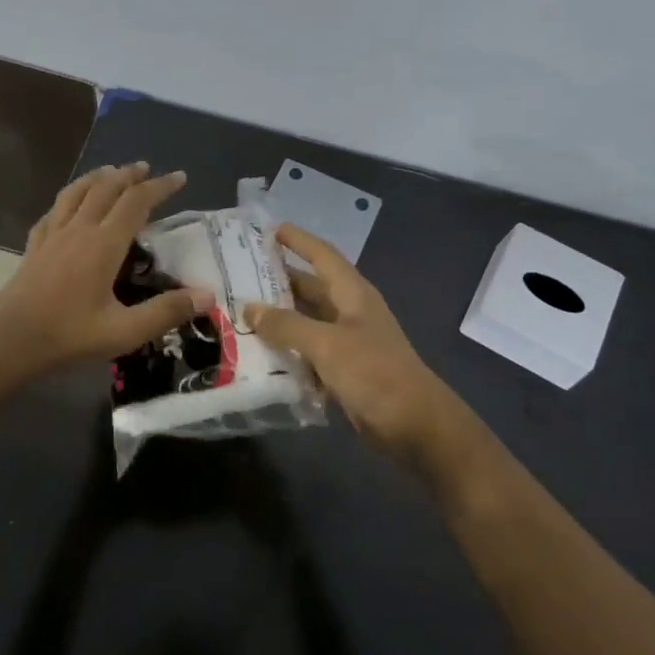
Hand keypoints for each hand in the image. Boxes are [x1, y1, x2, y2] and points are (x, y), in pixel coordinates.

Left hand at [0, 163, 208, 377]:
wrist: (8, 341)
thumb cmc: (68, 335)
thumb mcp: (124, 331)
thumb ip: (166, 312)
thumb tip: (208, 295)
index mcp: (104, 244)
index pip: (137, 202)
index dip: (160, 186)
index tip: (180, 177)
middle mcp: (79, 229)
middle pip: (106, 188)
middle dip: (130, 174)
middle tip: (147, 168)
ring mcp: (53, 235)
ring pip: (77, 192)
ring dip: (98, 177)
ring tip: (111, 171)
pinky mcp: (34, 246)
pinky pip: (54, 211)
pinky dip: (68, 198)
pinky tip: (68, 205)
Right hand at [244, 223, 465, 465]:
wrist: (414, 425)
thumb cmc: (374, 373)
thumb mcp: (327, 344)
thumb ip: (287, 325)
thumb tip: (250, 307)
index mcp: (352, 293)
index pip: (322, 255)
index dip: (298, 240)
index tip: (269, 229)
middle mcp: (350, 311)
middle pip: (311, 287)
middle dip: (279, 280)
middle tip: (240, 274)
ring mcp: (348, 342)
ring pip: (307, 321)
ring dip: (280, 318)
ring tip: (241, 312)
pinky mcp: (344, 370)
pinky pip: (310, 352)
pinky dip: (289, 350)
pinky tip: (261, 354)